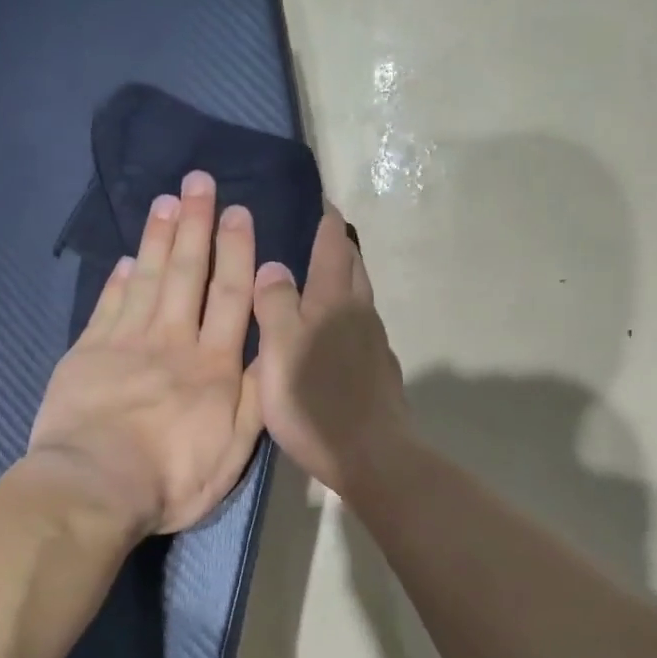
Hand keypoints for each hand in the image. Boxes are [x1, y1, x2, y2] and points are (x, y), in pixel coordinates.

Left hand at [28, 171, 264, 535]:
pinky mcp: (87, 353)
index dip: (236, 252)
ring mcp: (126, 343)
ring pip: (147, 279)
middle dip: (196, 225)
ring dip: (158, 238)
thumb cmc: (171, 478)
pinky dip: (118, 279)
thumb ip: (253, 398)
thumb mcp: (233, 451)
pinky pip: (108, 306)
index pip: (229, 296)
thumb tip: (270, 349)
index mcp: (213, 366)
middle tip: (199, 183)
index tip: (239, 212)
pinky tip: (126, 258)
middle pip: (187, 274)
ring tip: (166, 200)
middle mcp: (172, 342)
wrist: (94, 487)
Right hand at [252, 206, 408, 497]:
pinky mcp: (381, 373)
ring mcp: (376, 345)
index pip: (334, 247)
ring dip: (346, 282)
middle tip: (319, 236)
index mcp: (335, 302)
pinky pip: (363, 330)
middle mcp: (361, 315)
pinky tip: (335, 337)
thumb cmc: (316, 402)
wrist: (372, 456)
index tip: (320, 201)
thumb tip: (275, 266)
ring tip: (322, 282)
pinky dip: (348, 318)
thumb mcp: (279, 350)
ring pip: (361, 300)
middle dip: (340, 247)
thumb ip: (275, 305)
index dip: (326, 222)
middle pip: (354, 269)